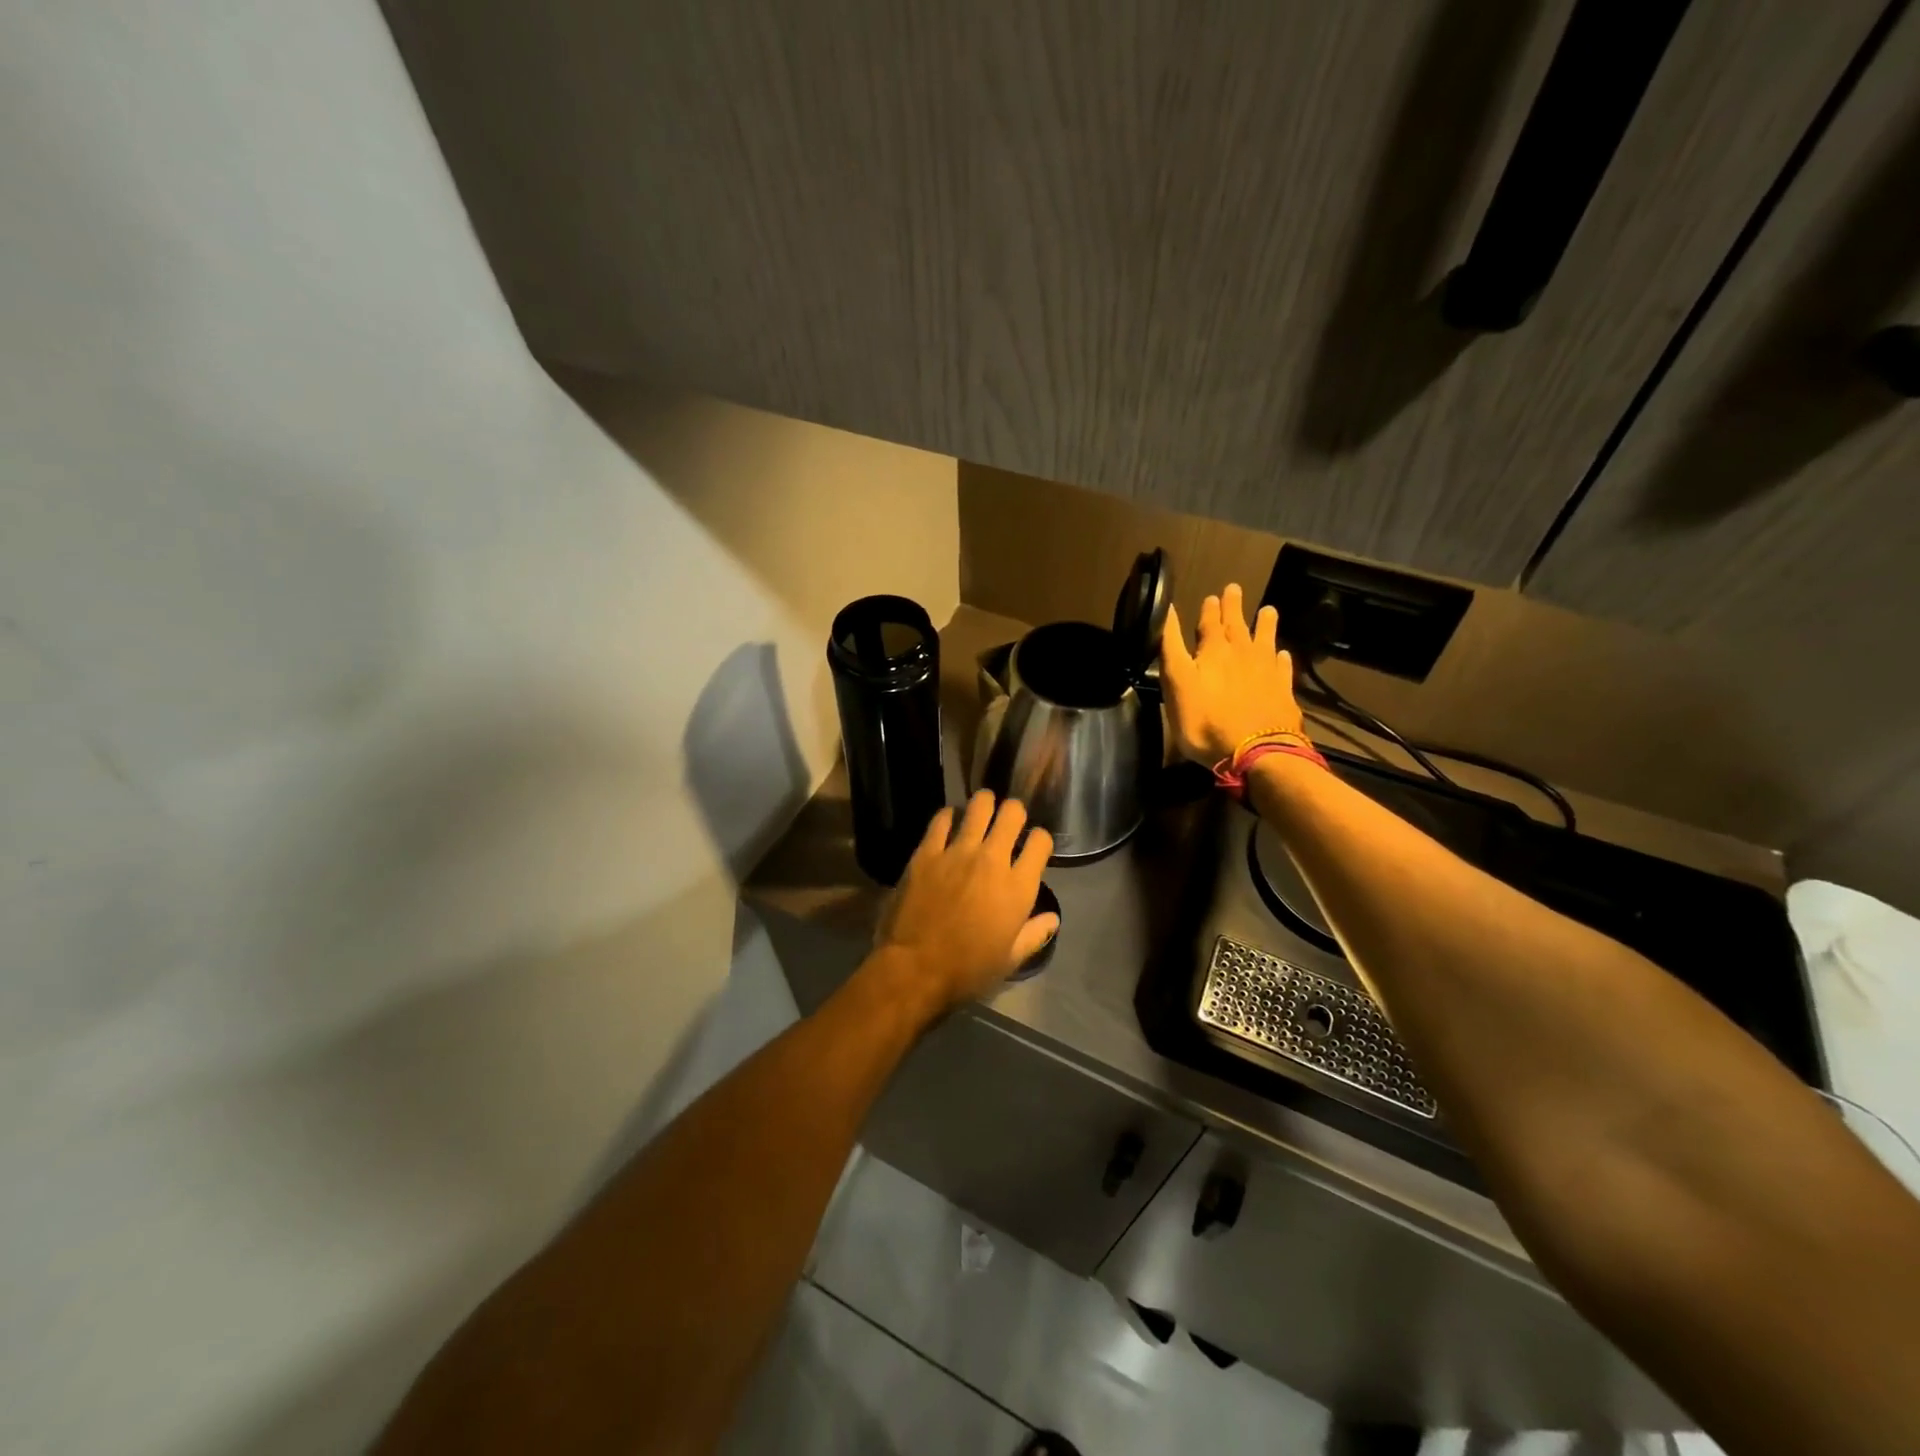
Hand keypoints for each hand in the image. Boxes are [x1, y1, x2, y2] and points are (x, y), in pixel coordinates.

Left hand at [874, 791, 1057, 1012]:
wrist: (915, 968)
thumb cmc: (968, 970)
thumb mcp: (1009, 960)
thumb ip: (1034, 934)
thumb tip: (1053, 919)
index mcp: (1018, 886)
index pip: (1040, 842)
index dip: (1039, 840)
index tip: (1032, 847)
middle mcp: (993, 860)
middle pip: (1012, 813)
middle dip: (1014, 812)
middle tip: (1007, 822)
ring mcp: (958, 852)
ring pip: (979, 805)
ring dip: (984, 804)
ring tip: (981, 811)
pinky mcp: (927, 852)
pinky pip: (941, 819)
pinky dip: (948, 817)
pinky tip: (948, 823)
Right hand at [1161, 582, 1304, 764]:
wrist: (1256, 752)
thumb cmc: (1205, 720)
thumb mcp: (1177, 683)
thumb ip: (1171, 647)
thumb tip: (1166, 610)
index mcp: (1213, 651)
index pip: (1209, 623)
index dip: (1209, 610)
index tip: (1211, 595)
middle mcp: (1242, 653)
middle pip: (1237, 625)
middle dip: (1233, 607)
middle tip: (1234, 589)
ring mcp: (1266, 671)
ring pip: (1266, 639)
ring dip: (1265, 624)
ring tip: (1268, 610)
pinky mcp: (1283, 691)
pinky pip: (1283, 667)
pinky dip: (1282, 658)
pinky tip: (1283, 654)